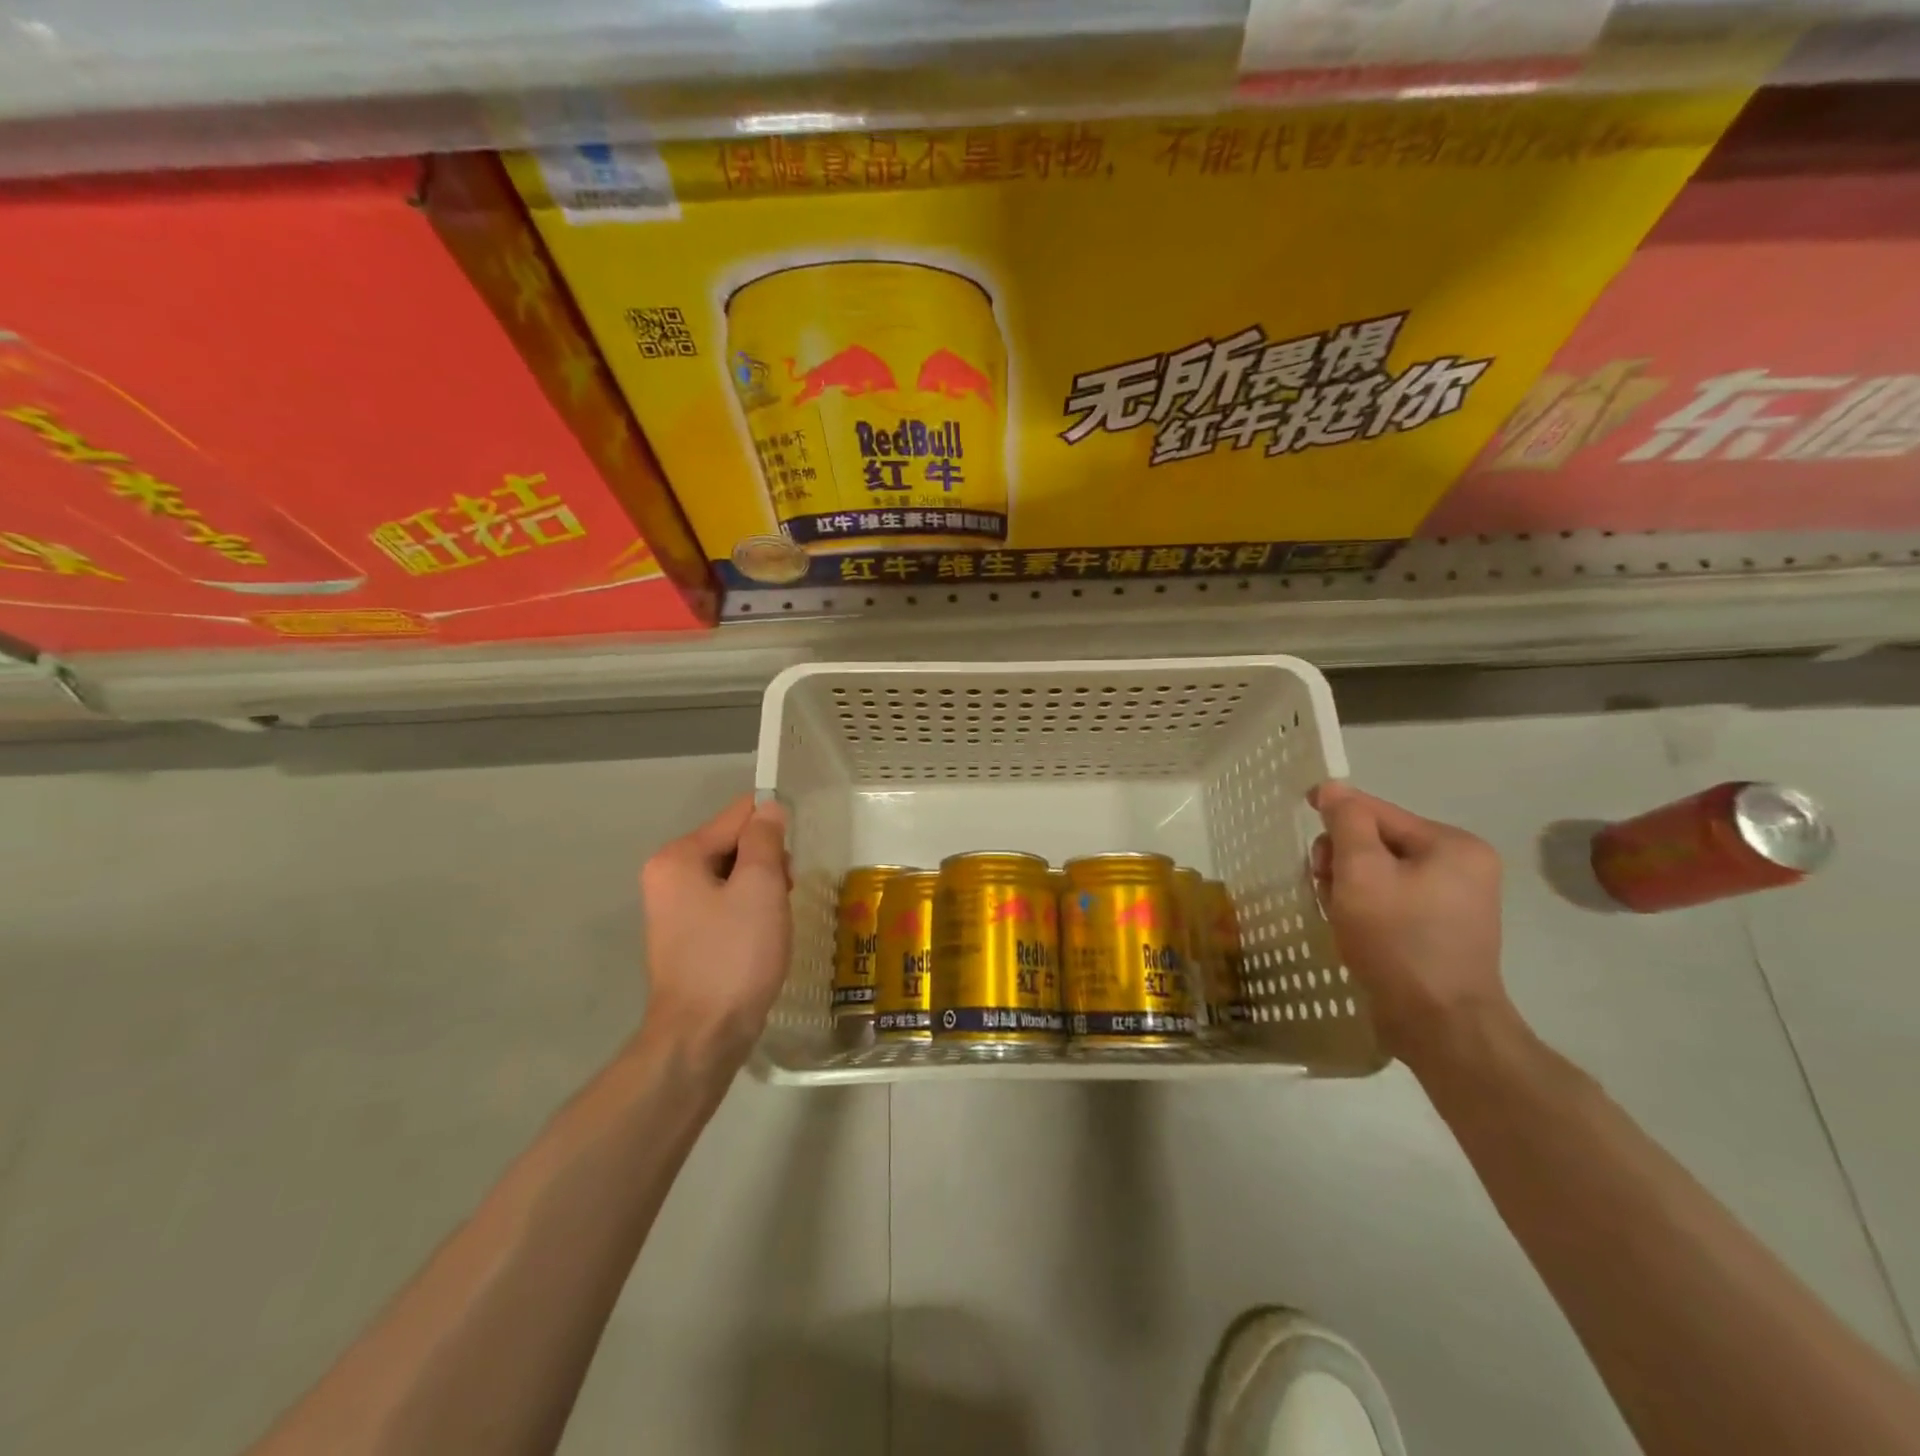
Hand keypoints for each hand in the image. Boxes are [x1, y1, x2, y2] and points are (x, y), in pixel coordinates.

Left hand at [639, 793, 791, 1067]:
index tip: (790, 864)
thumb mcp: (760, 886)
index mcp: (678, 856)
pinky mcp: (686, 936)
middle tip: (782, 897)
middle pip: (734, 843)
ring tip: (774, 922)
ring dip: (761, 889)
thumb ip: (765, 839)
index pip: (738, 815)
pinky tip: (761, 937)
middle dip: (767, 862)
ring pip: (733, 875)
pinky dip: (748, 911)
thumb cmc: (734, 954)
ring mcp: (674, 908)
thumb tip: (769, 808)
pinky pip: (725, 903)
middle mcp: (668, 875)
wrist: (703, 1035)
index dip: (773, 829)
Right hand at [1309, 781, 1510, 1068]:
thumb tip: (1333, 788)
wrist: (1439, 1026)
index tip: (1302, 813)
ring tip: (1338, 913)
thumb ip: (1346, 823)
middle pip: (1379, 842)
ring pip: (1380, 873)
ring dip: (1349, 885)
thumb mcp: (1361, 872)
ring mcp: (1456, 901)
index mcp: (1452, 845)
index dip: (1336, 812)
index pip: (1378, 813)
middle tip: (1325, 886)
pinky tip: (1353, 927)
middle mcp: (1463, 866)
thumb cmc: (1398, 940)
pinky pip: (1392, 899)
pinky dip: (1366, 906)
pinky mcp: (1442, 930)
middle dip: (1343, 858)